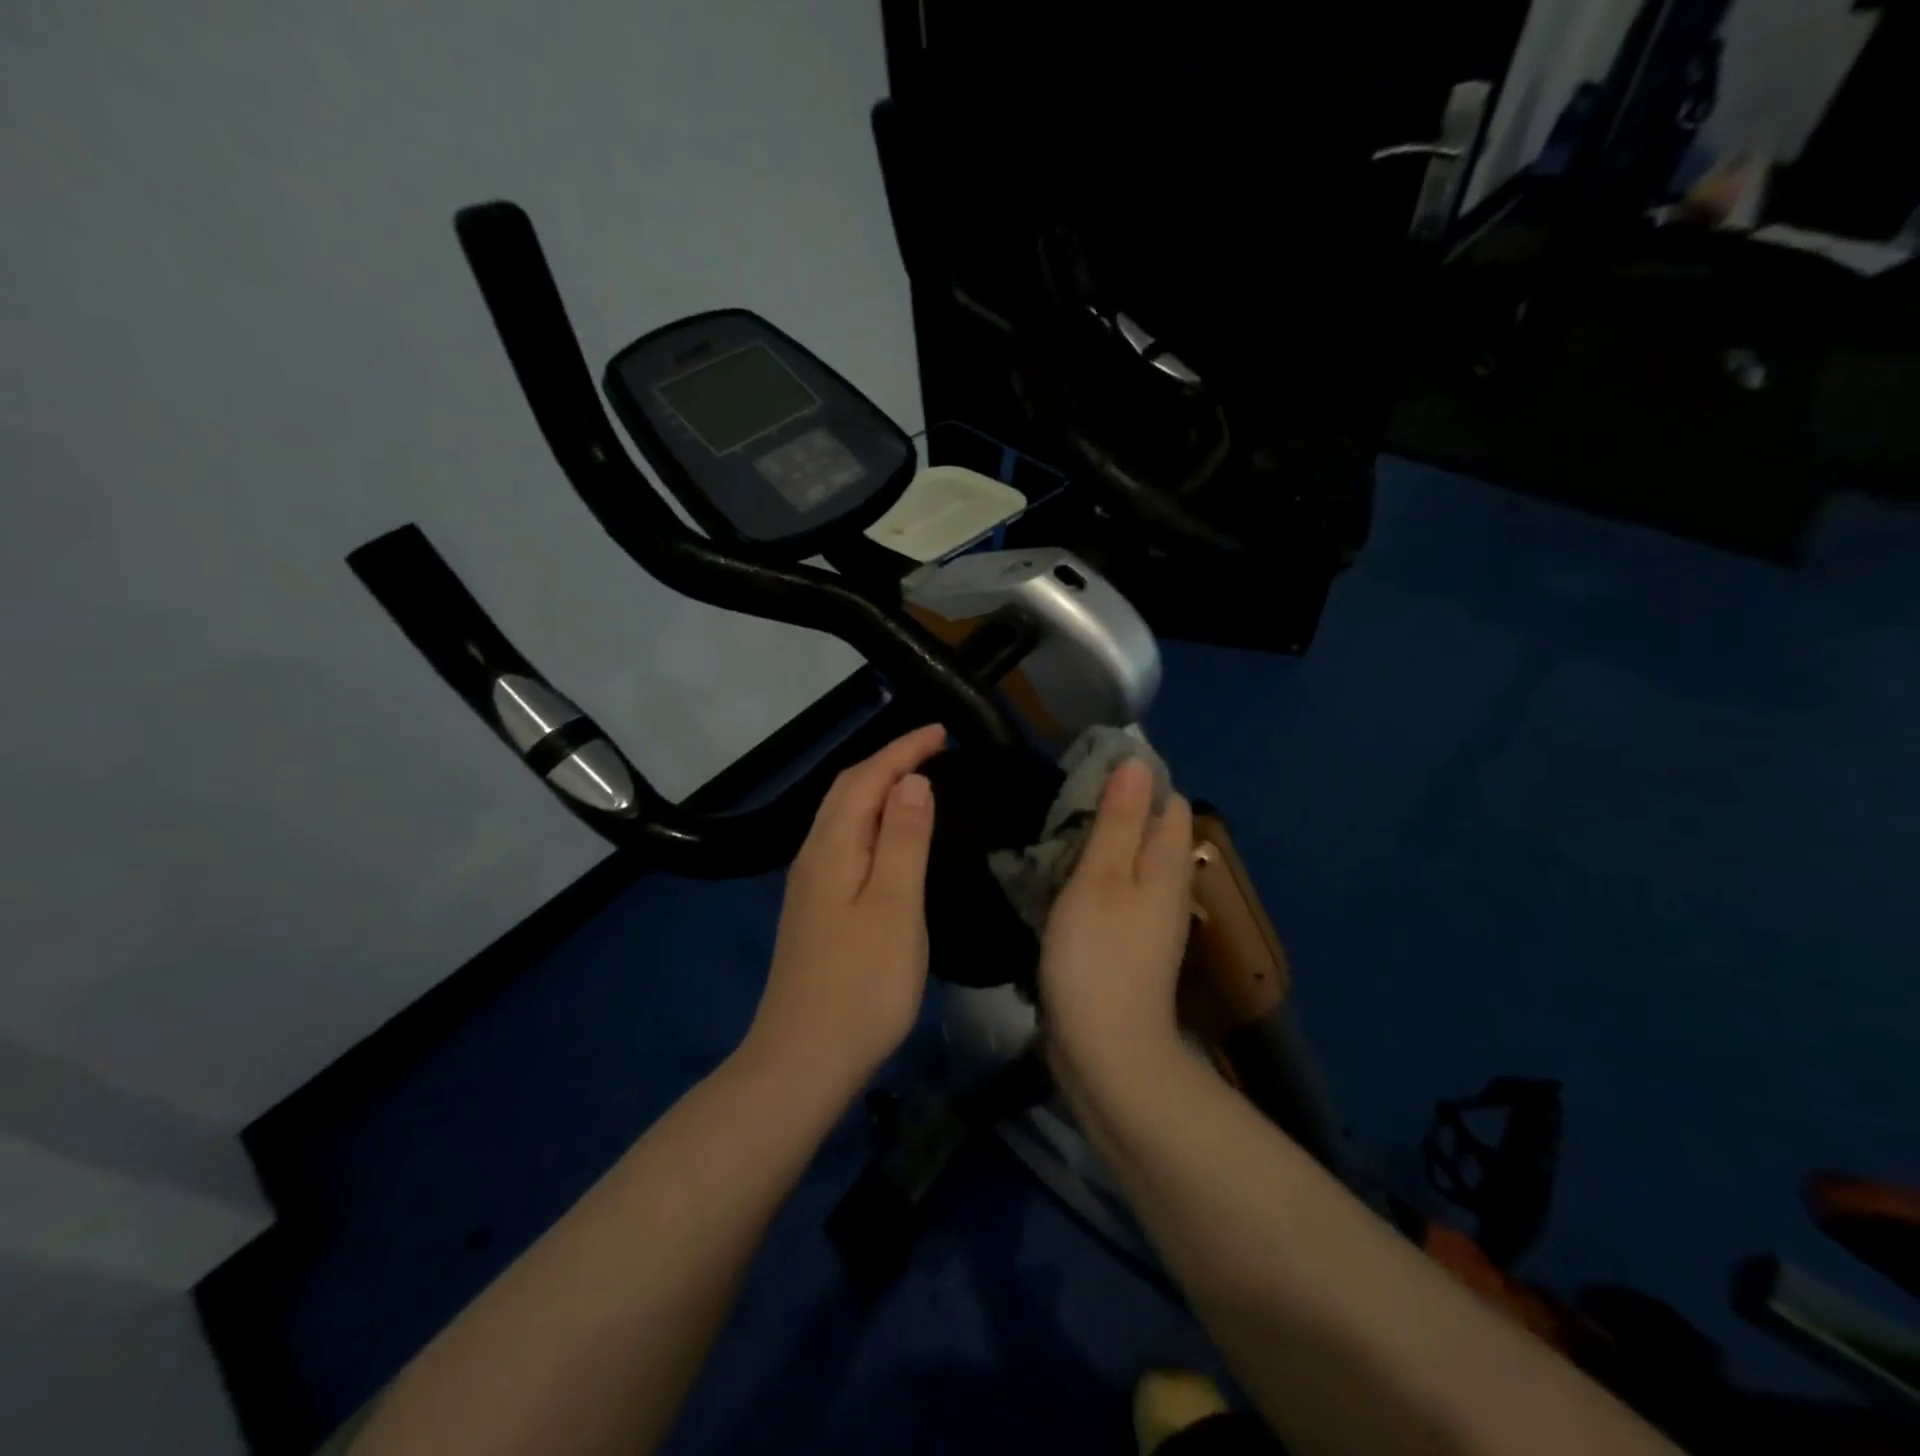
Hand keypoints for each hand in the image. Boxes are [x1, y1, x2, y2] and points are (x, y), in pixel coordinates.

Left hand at [744, 723, 945, 1099]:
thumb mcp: (895, 907)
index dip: (903, 750)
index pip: (867, 779)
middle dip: (888, 761)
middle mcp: (813, 856)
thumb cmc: (862, 984)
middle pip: (846, 790)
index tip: (942, 731)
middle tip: (933, 749)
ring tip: (916, 780)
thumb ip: (904, 840)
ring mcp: (809, 885)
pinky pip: (843, 841)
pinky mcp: (814, 909)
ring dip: (876, 788)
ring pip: (841, 816)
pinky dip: (869, 820)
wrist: (804, 1060)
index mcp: (832, 848)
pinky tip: (888, 836)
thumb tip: (912, 782)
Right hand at [1039, 758, 1193, 1077]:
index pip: (1168, 802)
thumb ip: (1119, 820)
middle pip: (1150, 831)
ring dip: (1098, 845)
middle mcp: (1167, 889)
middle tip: (1062, 802)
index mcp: (1167, 865)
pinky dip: (1091, 879)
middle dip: (1114, 810)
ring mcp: (1148, 921)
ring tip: (1054, 835)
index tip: (1088, 770)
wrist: (1105, 1051)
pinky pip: (1114, 894)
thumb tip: (1137, 763)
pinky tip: (1059, 882)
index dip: (1136, 780)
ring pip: (1129, 863)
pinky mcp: (1127, 947)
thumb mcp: (1101, 877)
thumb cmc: (1098, 956)